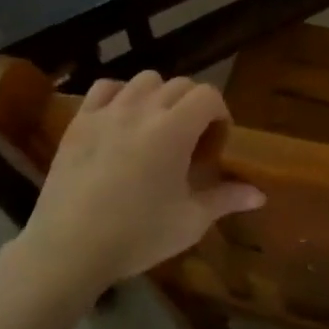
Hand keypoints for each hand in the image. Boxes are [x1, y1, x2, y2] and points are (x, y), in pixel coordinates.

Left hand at [15, 72, 264, 302]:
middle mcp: (142, 109)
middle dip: (193, 106)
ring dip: (159, 96)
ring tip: (156, 127)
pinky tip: (121, 120)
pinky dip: (120, 95)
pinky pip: (105, 87)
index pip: (208, 95)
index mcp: (174, 129)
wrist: (68, 248)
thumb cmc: (136, 236)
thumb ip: (226, 199)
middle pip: (179, 85)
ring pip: (144, 80)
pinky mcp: (79, 121)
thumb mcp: (189, 221)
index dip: (219, 114)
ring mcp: (107, 111)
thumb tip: (260, 194)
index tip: (215, 144)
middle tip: (191, 141)